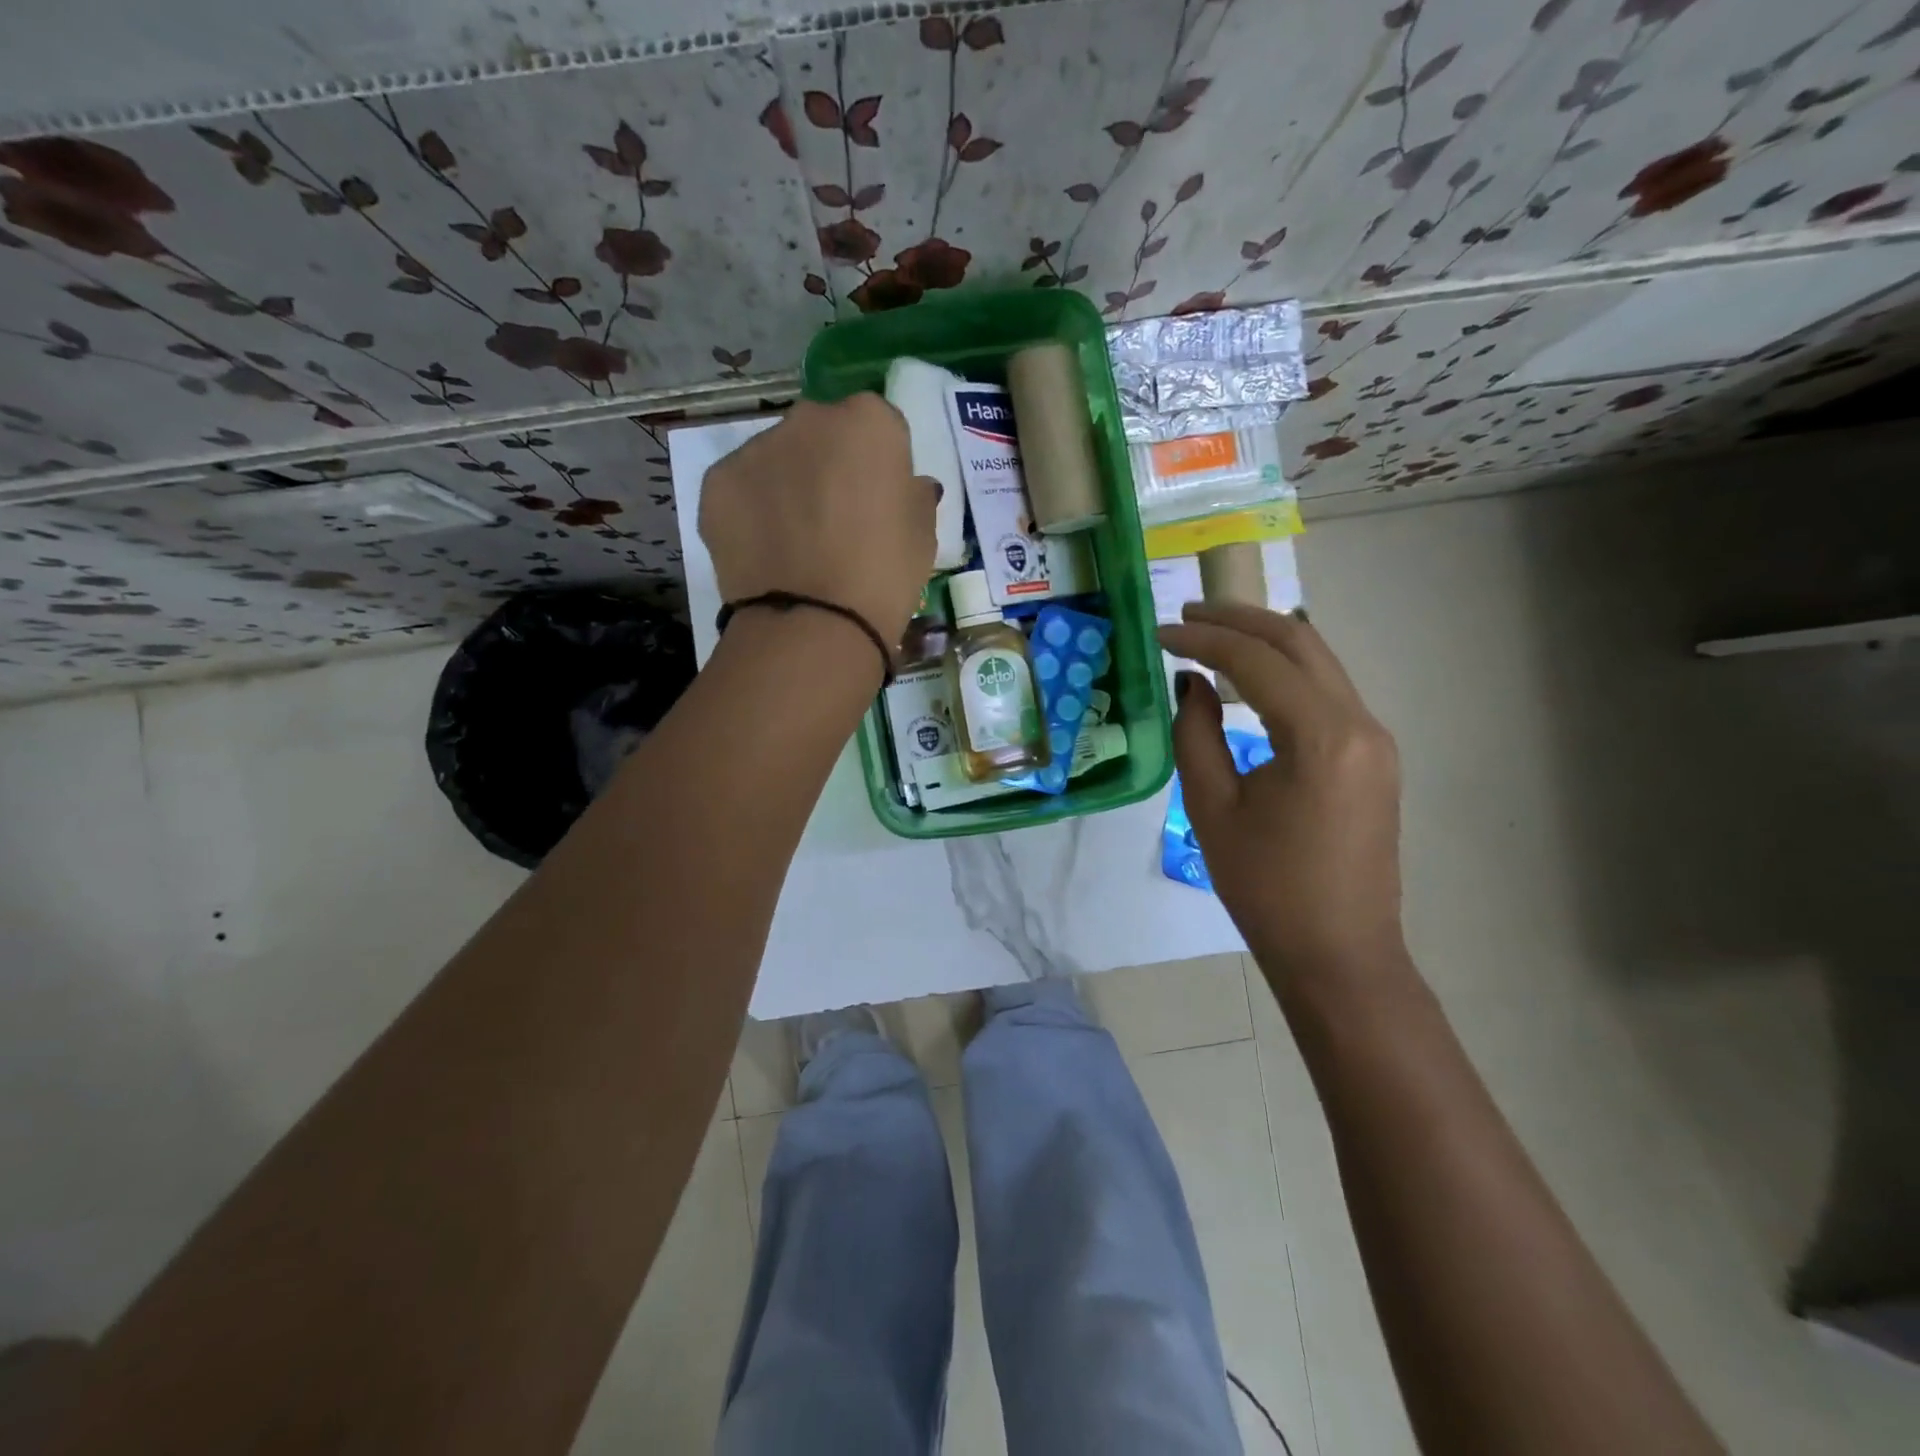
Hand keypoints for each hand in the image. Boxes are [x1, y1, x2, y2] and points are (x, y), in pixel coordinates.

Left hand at [699, 394, 938, 646]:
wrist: (815, 624)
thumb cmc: (884, 576)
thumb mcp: (924, 535)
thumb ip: (914, 495)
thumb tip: (907, 486)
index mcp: (868, 422)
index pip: (878, 427)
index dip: (879, 466)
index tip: (879, 502)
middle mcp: (809, 419)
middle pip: (822, 434)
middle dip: (829, 465)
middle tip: (835, 521)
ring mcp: (756, 448)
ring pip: (777, 458)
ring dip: (787, 486)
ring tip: (795, 543)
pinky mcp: (716, 481)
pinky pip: (742, 488)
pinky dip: (752, 511)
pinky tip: (766, 551)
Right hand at [1157, 603, 1407, 986]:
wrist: (1339, 952)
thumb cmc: (1266, 887)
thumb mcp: (1213, 808)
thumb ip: (1197, 733)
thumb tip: (1193, 684)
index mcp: (1321, 736)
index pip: (1257, 661)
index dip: (1204, 639)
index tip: (1161, 632)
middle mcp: (1360, 723)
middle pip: (1299, 642)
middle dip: (1240, 620)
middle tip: (1187, 615)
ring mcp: (1374, 738)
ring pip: (1319, 661)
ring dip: (1265, 640)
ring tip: (1211, 634)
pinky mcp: (1373, 755)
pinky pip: (1328, 691)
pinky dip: (1286, 671)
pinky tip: (1252, 676)